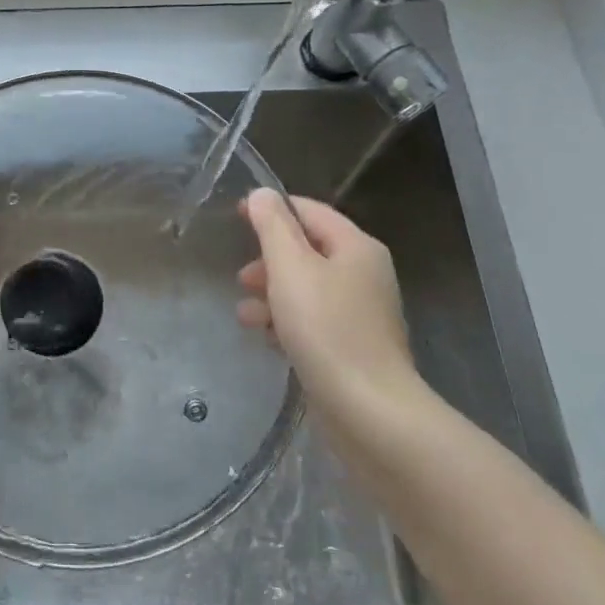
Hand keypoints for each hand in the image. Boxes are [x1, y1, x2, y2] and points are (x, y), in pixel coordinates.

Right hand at [237, 190, 422, 414]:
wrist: (368, 410)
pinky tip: (267, 339)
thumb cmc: (326, 329)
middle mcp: (364, 274)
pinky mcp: (351, 346)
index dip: (272, 209)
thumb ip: (273, 227)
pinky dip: (286, 322)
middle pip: (307, 251)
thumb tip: (262, 194)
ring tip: (246, 316)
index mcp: (356, 247)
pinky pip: (312, 320)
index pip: (310, 211)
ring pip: (306, 289)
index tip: (236, 216)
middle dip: (269, 261)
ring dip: (271, 295)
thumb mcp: (291, 268)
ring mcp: (360, 313)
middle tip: (242, 278)